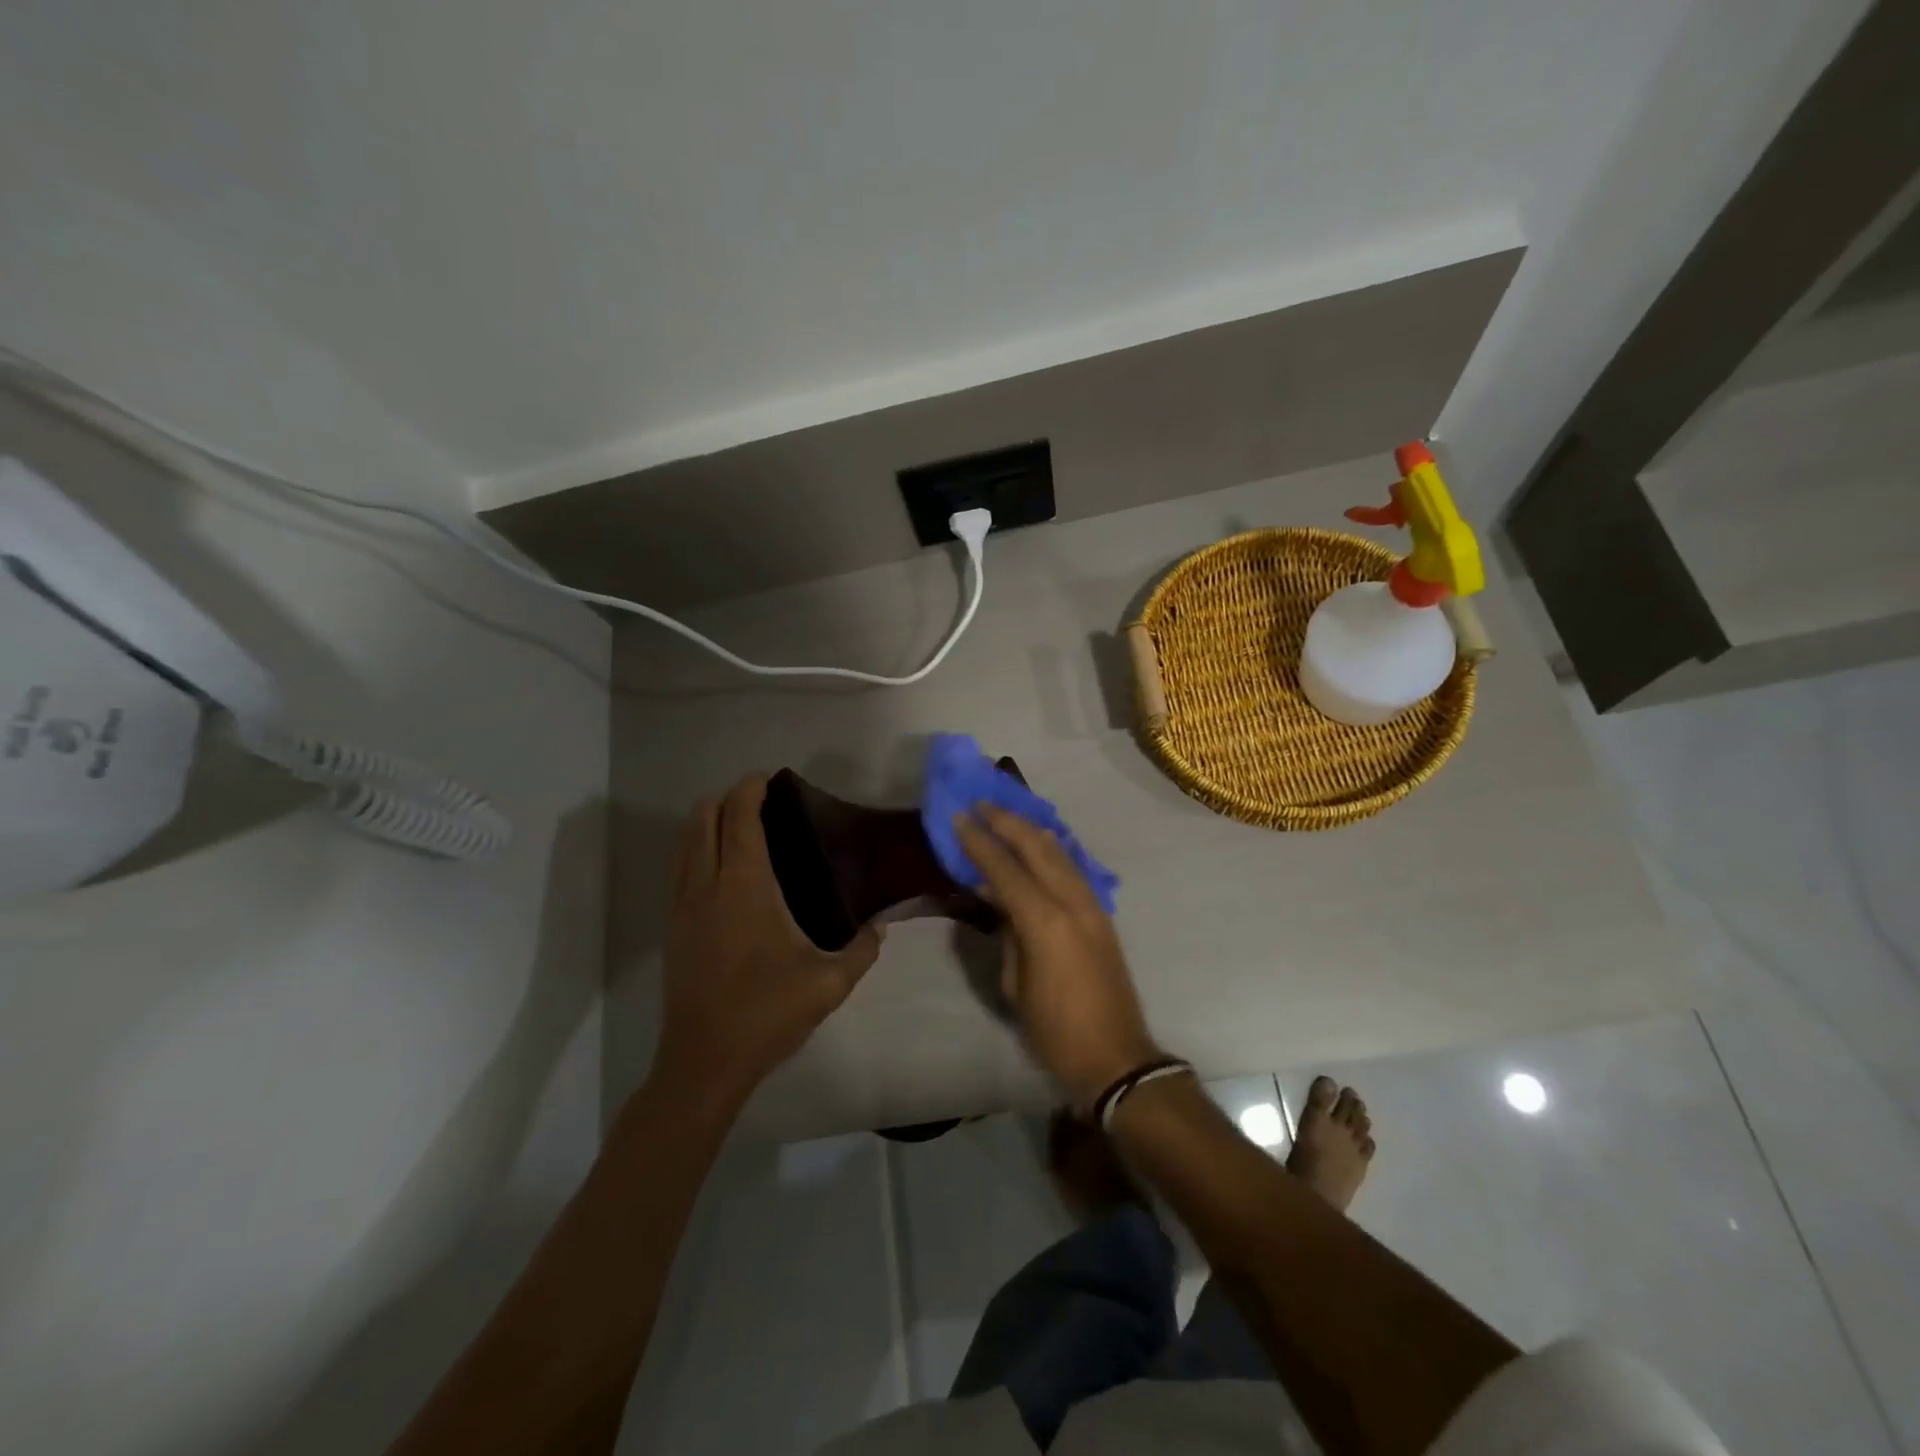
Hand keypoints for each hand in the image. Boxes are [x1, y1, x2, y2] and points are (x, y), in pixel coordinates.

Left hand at [653, 774, 881, 1111]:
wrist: (704, 1061)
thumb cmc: (766, 1013)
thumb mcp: (829, 983)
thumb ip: (863, 949)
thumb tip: (879, 927)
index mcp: (744, 887)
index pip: (739, 818)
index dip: (750, 790)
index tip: (769, 778)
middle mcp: (706, 885)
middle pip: (703, 818)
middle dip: (726, 797)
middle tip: (759, 800)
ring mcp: (682, 905)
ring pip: (684, 841)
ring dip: (706, 820)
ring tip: (737, 823)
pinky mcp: (672, 926)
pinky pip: (678, 867)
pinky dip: (694, 847)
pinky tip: (719, 866)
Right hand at [954, 805, 1160, 1106]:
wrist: (1116, 1056)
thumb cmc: (1054, 1030)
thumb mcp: (1015, 984)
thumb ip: (1007, 933)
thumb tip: (998, 898)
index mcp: (1044, 922)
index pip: (1006, 869)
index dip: (980, 842)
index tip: (960, 817)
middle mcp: (1072, 902)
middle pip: (1038, 847)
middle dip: (1007, 822)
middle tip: (981, 804)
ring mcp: (1092, 905)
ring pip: (1060, 852)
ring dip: (1031, 830)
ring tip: (1006, 815)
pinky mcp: (1102, 914)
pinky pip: (1073, 868)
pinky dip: (1051, 849)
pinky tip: (1039, 844)